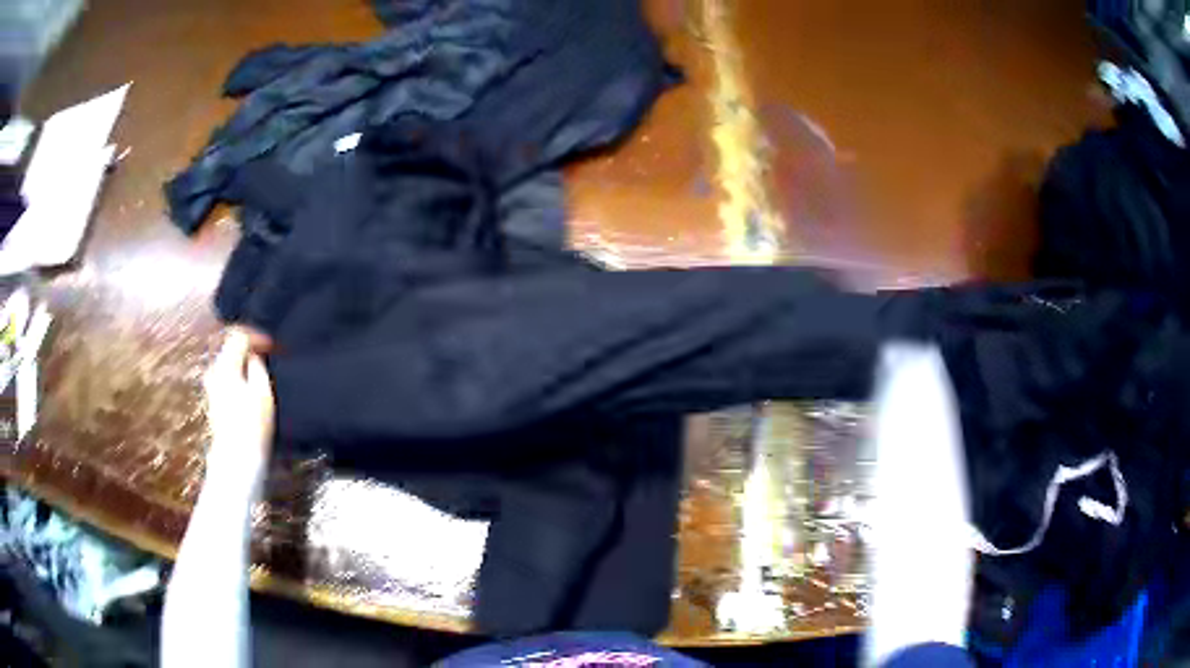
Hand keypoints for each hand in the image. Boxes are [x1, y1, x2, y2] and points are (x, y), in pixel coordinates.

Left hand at [204, 328, 274, 466]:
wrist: (236, 458)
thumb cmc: (252, 425)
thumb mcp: (262, 392)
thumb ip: (258, 366)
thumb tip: (254, 355)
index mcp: (225, 365)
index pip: (239, 336)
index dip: (258, 336)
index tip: (273, 345)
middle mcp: (214, 372)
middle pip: (231, 348)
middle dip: (249, 348)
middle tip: (269, 356)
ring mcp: (211, 387)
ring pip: (228, 363)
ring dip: (244, 363)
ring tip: (261, 373)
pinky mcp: (213, 401)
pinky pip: (226, 378)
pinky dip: (238, 376)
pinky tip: (250, 389)